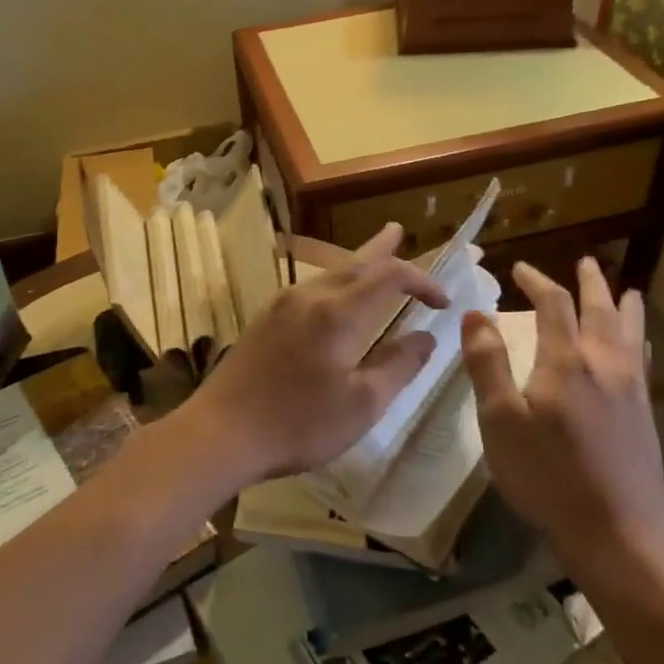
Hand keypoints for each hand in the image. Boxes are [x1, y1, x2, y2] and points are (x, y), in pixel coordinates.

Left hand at [177, 223, 447, 487]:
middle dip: (383, 249)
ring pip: (329, 274)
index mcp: (338, 312)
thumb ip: (399, 366)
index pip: (390, 276)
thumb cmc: (299, 423)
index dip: (421, 281)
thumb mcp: (362, 405)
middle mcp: (309, 296)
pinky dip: (334, 283)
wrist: (221, 432)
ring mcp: (281, 305)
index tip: (443, 302)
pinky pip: (310, 288)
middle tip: (399, 231)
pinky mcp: (264, 319)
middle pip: (354, 263)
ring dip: (357, 265)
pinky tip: (335, 296)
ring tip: (374, 256)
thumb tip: (426, 338)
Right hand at [461, 257, 663, 589]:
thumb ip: (487, 362)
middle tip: (586, 262)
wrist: (616, 533)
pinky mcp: (645, 414)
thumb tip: (476, 313)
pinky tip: (639, 346)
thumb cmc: (546, 475)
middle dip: (590, 283)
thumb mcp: (500, 420)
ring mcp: (632, 390)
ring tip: (627, 289)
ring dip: (624, 305)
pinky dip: (639, 338)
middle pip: (601, 310)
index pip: (553, 305)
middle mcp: (605, 364)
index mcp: (566, 361)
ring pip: (630, 332)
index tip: (520, 268)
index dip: (536, 281)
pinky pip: (643, 359)